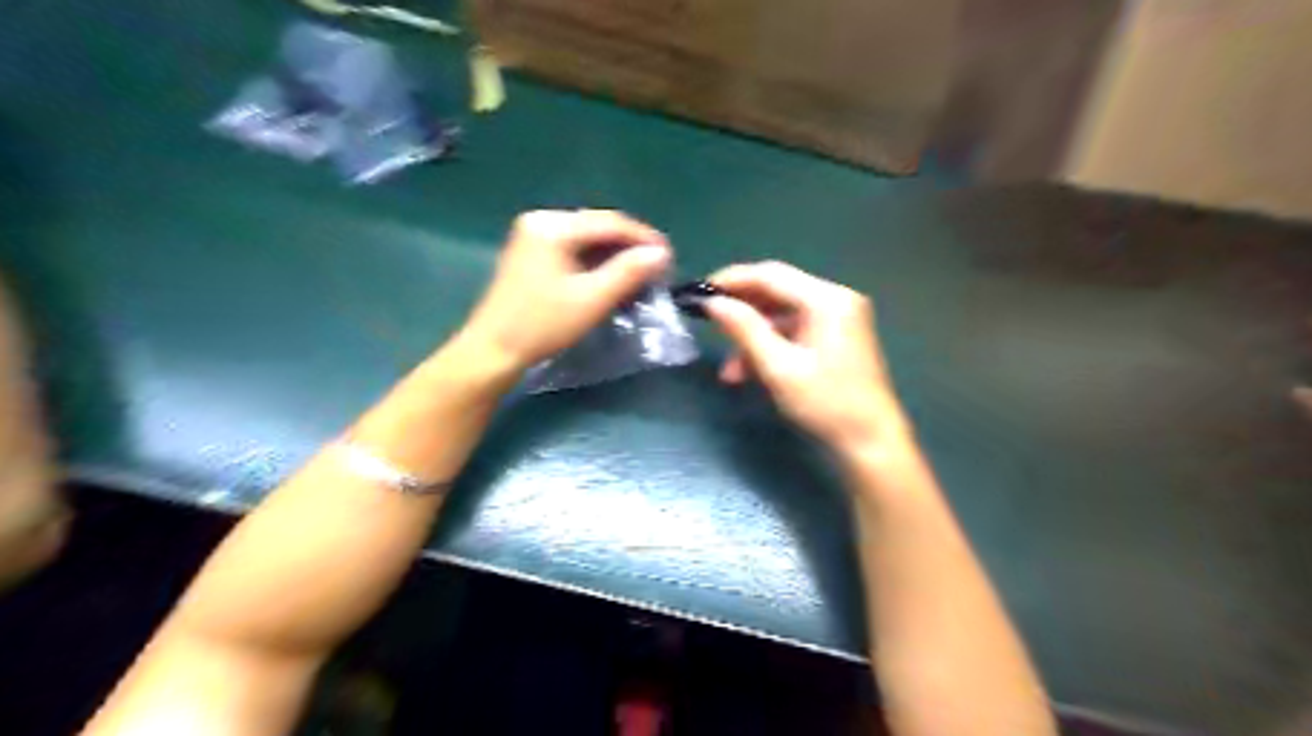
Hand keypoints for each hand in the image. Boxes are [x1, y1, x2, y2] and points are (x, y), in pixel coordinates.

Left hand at [460, 209, 671, 374]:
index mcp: (553, 226)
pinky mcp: (531, 253)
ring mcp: (533, 236)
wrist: (493, 350)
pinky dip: (595, 261)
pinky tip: (612, 276)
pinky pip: (573, 248)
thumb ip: (628, 272)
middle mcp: (541, 221)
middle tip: (658, 266)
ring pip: (587, 238)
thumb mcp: (592, 299)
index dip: (643, 237)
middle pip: (598, 226)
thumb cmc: (542, 325)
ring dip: (614, 254)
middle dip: (630, 245)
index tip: (670, 255)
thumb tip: (662, 253)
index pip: (610, 222)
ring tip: (640, 273)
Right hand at [709, 261, 913, 450]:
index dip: (732, 280)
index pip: (771, 275)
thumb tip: (713, 302)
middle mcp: (835, 299)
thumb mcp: (779, 367)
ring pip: (782, 316)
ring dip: (752, 337)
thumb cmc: (826, 404)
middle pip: (777, 291)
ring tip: (729, 371)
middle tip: (707, 323)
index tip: (699, 292)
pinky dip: (770, 347)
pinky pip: (794, 331)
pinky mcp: (836, 336)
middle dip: (741, 311)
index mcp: (827, 300)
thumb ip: (744, 329)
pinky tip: (749, 372)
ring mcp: (838, 318)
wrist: (870, 441)